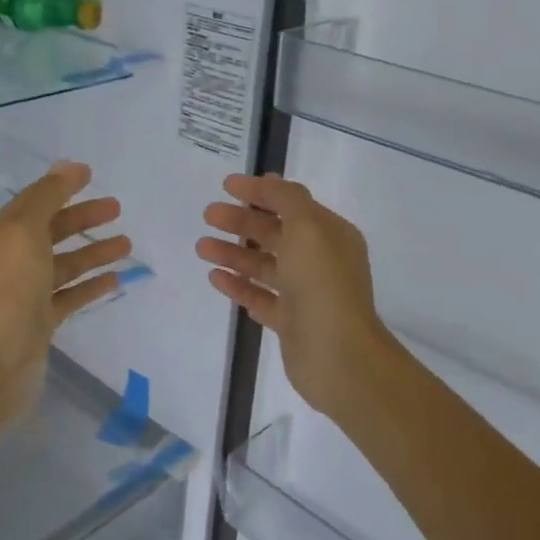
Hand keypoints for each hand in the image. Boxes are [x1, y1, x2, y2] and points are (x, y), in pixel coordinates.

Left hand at [0, 161, 130, 424]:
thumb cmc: (9, 290)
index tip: (92, 175)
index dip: (61, 187)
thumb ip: (47, 198)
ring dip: (94, 251)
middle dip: (83, 218)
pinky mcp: (41, 321)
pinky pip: (70, 295)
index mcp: (1, 236)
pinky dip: (91, 285)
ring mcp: (26, 293)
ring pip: (65, 264)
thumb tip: (68, 166)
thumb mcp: (24, 232)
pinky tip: (115, 278)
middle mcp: (11, 261)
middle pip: (52, 231)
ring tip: (127, 243)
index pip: (34, 202)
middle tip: (117, 208)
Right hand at [198, 173, 394, 423]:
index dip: (260, 193)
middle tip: (208, 215)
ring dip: (233, 253)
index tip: (226, 186)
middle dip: (241, 222)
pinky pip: (260, 297)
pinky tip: (214, 277)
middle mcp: (320, 261)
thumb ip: (287, 200)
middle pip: (275, 234)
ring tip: (201, 247)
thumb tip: (269, 183)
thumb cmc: (323, 285)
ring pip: (264, 266)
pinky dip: (238, 285)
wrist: (337, 356)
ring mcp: (305, 294)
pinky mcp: (290, 322)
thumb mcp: (308, 229)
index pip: (292, 204)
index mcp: (330, 235)